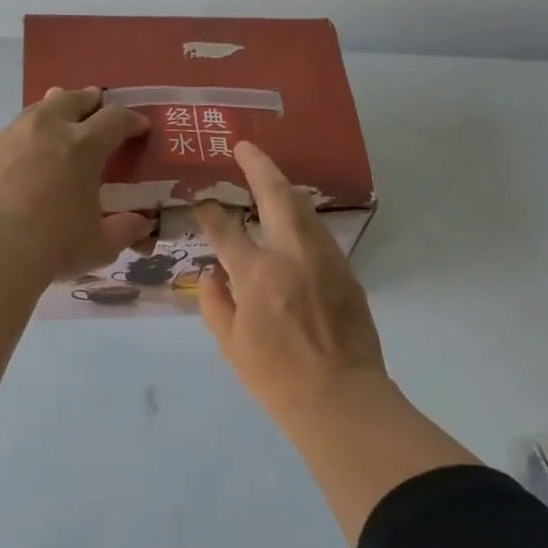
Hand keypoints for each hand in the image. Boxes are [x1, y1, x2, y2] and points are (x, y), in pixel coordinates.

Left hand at [0, 87, 153, 280]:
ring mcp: (16, 135)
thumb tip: (142, 223)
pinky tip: (30, 144)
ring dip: (56, 106)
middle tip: (97, 103)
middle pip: (74, 99)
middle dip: (90, 100)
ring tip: (60, 112)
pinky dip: (30, 129)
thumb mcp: (101, 244)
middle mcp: (51, 128)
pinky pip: (17, 127)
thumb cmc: (54, 244)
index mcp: (85, 146)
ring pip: (41, 107)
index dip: (131, 121)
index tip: (139, 127)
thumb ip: (125, 230)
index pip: (116, 119)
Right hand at [195, 141, 389, 423]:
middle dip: (259, 166)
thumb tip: (211, 272)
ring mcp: (325, 259)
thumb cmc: (276, 377)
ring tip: (268, 177)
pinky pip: (319, 233)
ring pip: (304, 209)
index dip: (210, 213)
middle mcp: (293, 255)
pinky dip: (302, 219)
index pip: (227, 230)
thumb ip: (215, 302)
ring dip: (284, 188)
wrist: (340, 398)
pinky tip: (293, 221)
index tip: (201, 202)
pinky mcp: (346, 270)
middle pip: (277, 196)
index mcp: (258, 274)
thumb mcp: (231, 343)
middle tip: (245, 149)